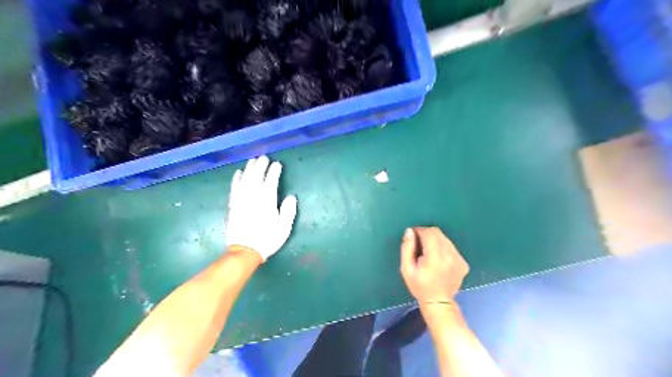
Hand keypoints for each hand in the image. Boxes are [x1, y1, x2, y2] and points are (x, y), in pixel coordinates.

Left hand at [225, 154, 296, 259]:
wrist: (245, 251)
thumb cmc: (267, 239)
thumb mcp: (284, 228)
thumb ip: (288, 211)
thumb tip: (290, 197)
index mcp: (267, 202)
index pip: (271, 181)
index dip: (274, 171)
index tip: (277, 164)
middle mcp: (253, 197)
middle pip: (256, 177)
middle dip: (261, 166)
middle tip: (264, 157)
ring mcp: (241, 200)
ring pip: (245, 180)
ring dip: (249, 169)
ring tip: (253, 160)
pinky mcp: (233, 205)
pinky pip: (234, 188)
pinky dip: (236, 179)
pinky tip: (238, 173)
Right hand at [400, 227, 468, 303]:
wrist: (439, 303)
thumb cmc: (419, 286)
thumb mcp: (406, 269)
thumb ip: (407, 248)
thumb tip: (410, 231)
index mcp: (435, 258)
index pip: (429, 233)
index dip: (419, 231)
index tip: (413, 236)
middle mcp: (449, 256)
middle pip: (438, 233)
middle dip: (426, 234)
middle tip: (419, 244)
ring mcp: (458, 259)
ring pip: (445, 239)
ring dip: (435, 241)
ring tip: (429, 253)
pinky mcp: (463, 263)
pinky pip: (451, 247)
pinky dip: (444, 248)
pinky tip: (439, 259)